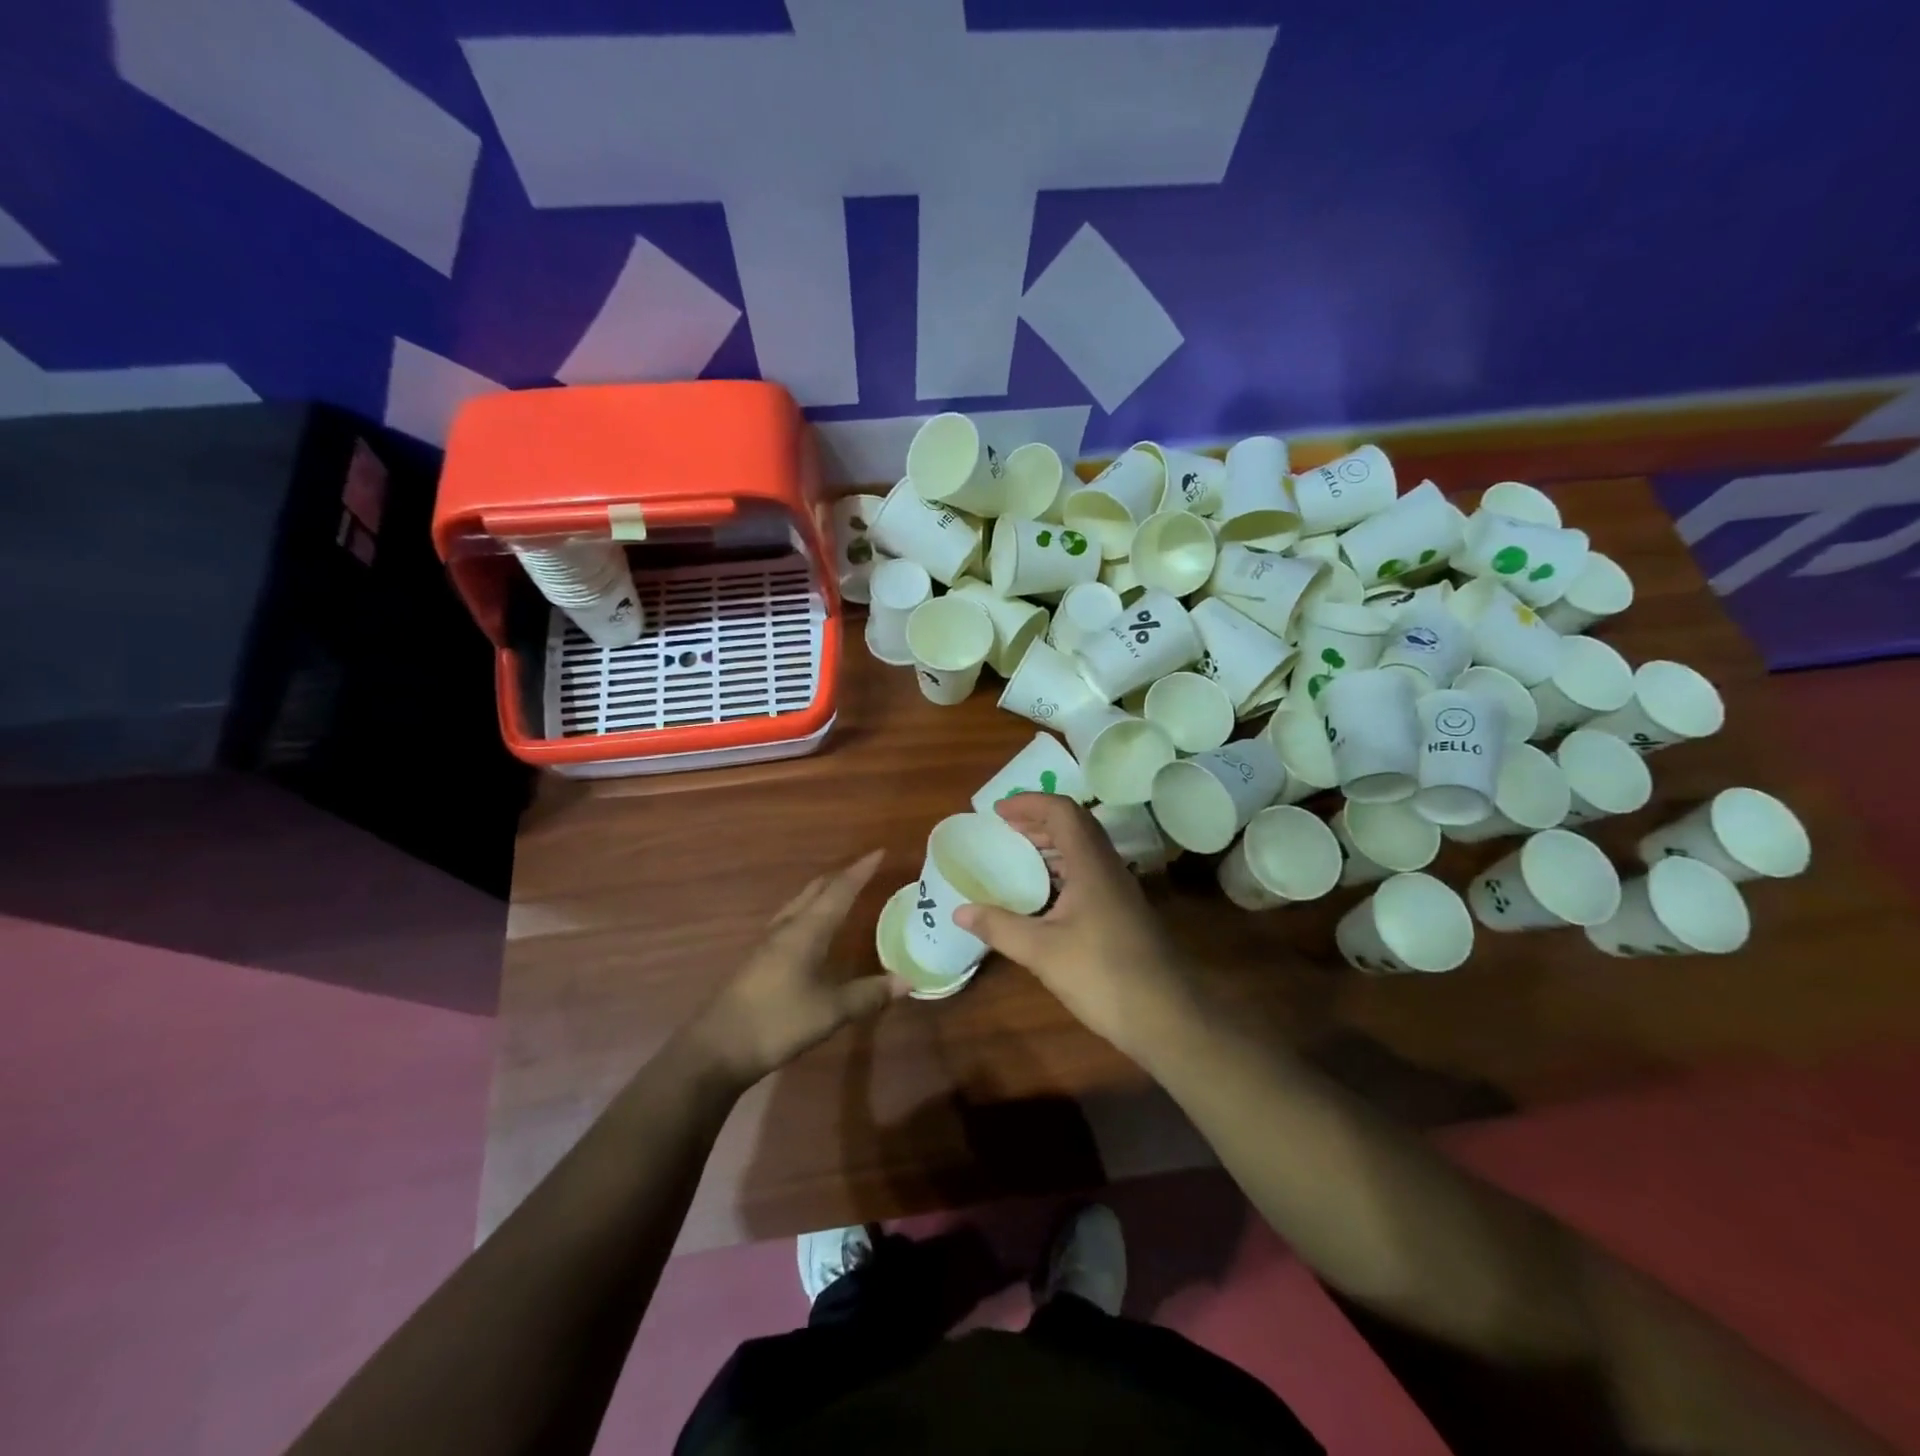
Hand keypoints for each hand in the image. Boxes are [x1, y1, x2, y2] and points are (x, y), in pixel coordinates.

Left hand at [689, 849, 902, 1086]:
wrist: (716, 1049)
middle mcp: (786, 928)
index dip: (860, 871)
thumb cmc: (777, 1022)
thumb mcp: (831, 1011)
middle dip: (841, 877)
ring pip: (799, 904)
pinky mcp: (757, 961)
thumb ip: (869, 994)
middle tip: (864, 870)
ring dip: (822, 893)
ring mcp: (767, 943)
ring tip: (840, 892)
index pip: (839, 891)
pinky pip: (789, 921)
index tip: (879, 852)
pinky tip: (810, 930)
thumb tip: (908, 980)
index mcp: (806, 930)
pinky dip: (809, 912)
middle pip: (815, 891)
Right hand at [955, 795, 1194, 1062]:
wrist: (1168, 1017)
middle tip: (1003, 831)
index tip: (997, 812)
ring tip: (1016, 858)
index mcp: (1091, 865)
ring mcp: (1119, 891)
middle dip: (1037, 821)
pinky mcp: (1123, 912)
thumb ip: (1000, 927)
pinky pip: (1088, 874)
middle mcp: (1108, 868)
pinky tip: (1042, 897)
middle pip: (1074, 825)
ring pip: (1083, 850)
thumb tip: (960, 911)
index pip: (1063, 811)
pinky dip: (1061, 871)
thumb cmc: (1103, 975)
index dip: (1029, 803)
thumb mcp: (1042, 952)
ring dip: (1050, 846)